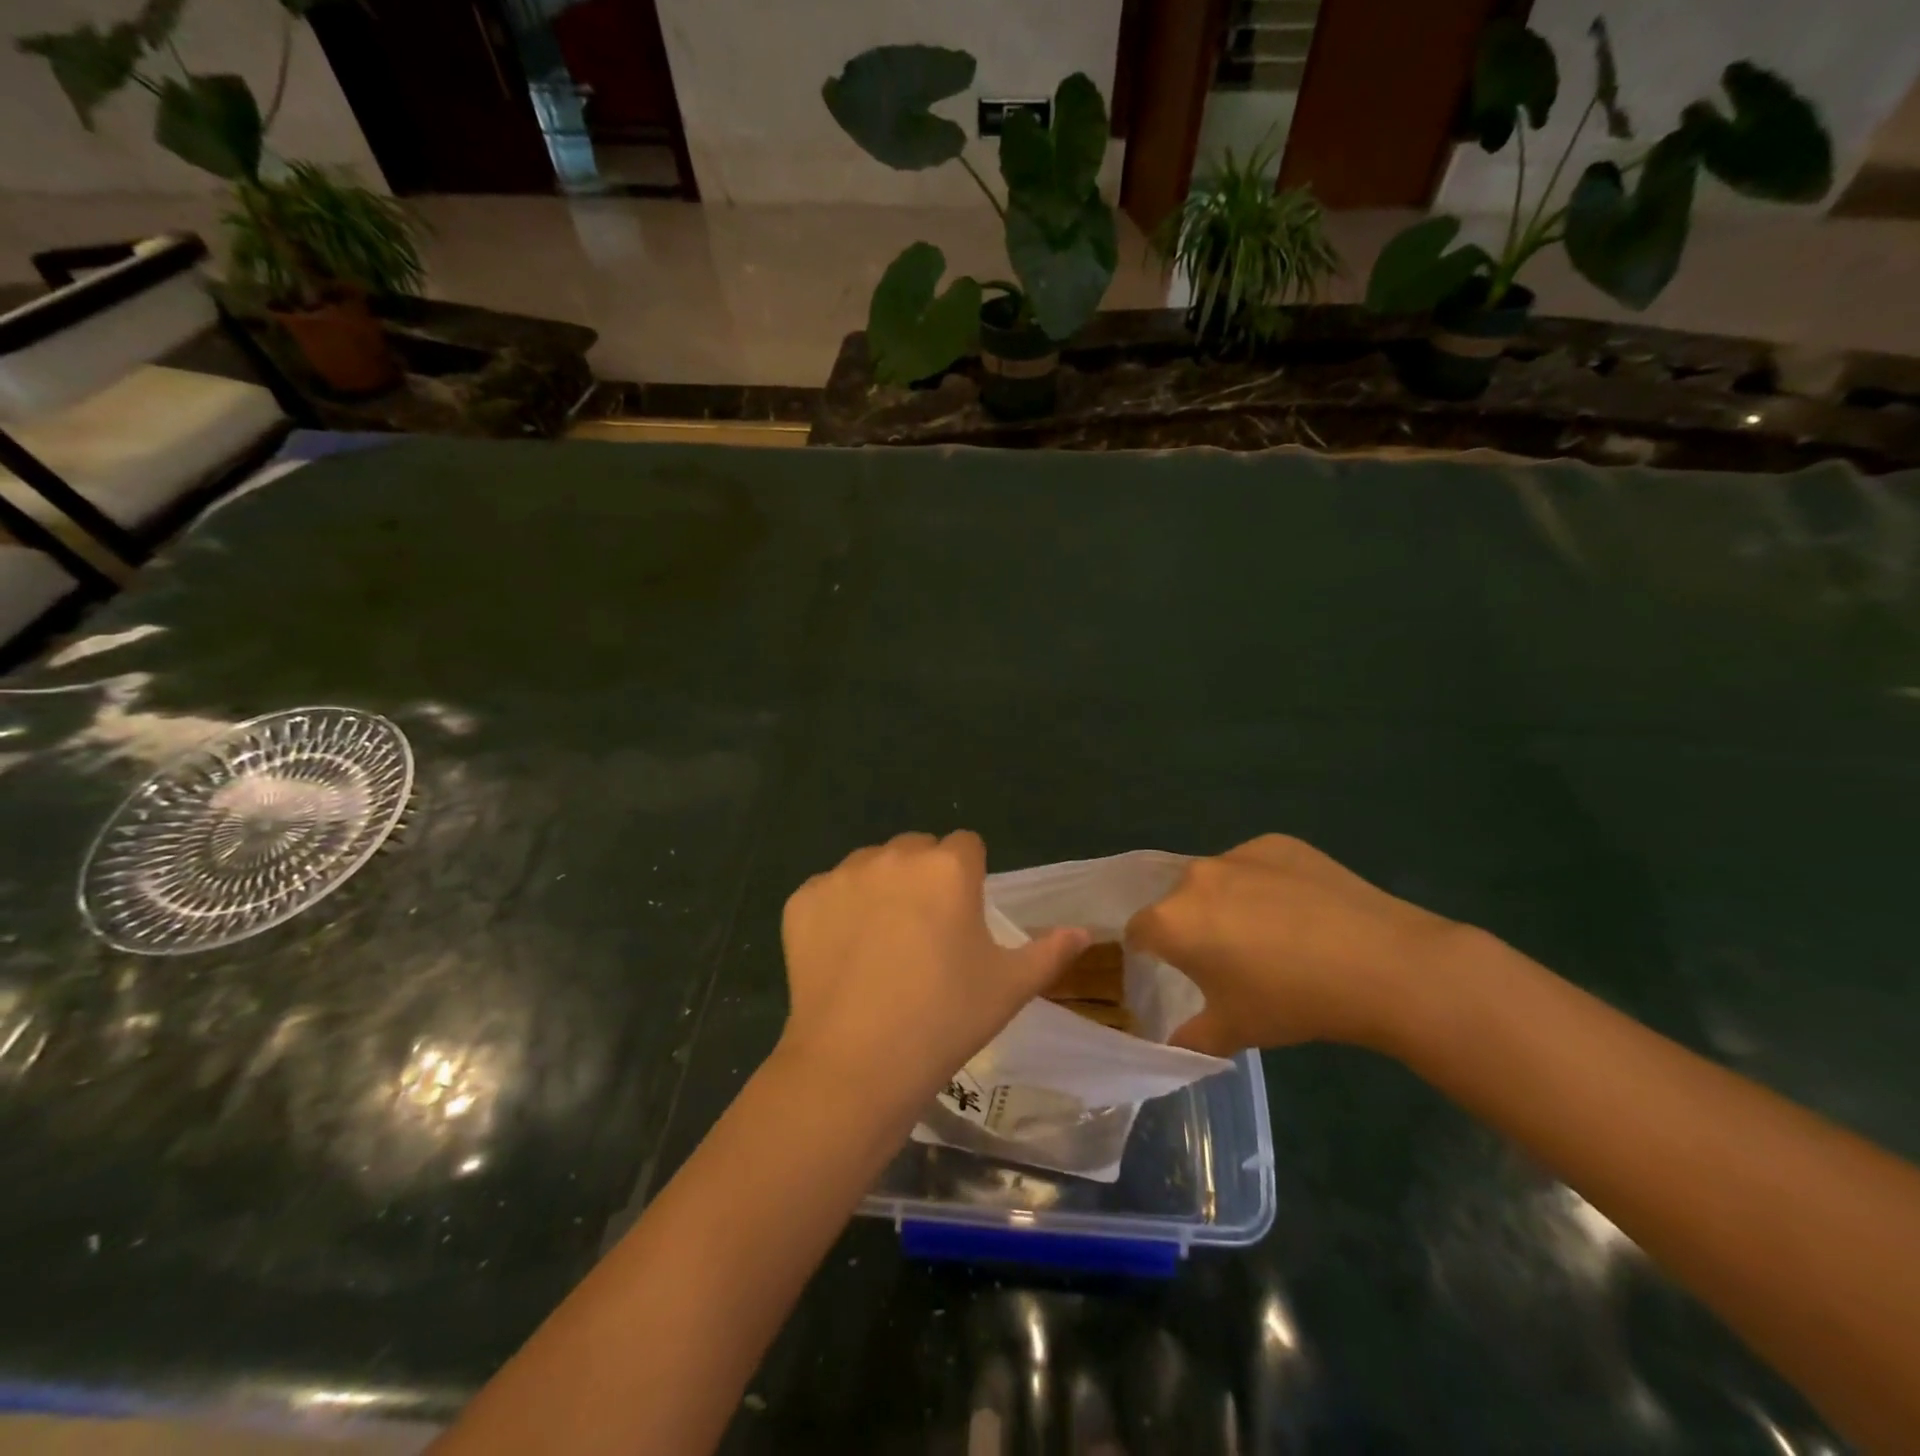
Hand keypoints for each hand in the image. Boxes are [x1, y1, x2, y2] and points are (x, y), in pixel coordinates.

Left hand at [778, 831, 1088, 1109]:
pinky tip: (841, 956)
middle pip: (916, 850)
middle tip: (923, 935)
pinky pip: (827, 892)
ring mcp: (842, 875)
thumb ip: (1050, 951)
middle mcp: (894, 856)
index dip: (969, 878)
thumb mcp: (1009, 987)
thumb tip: (1084, 932)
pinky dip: (835, 913)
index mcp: (948, 867)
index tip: (963, 919)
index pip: (966, 846)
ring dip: (879, 889)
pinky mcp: (802, 899)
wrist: (856, 1063)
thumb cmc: (945, 1019)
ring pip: (870, 866)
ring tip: (879, 946)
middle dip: (923, 878)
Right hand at [1126, 835, 1467, 1056]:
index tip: (1174, 972)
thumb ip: (1189, 1039)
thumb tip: (1171, 1043)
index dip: (1151, 953)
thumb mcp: (1234, 1033)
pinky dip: (1264, 884)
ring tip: (1271, 935)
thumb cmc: (1293, 1002)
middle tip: (1228, 959)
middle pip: (1177, 902)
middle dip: (1192, 926)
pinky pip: (1255, 865)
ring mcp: (1237, 854)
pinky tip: (1301, 912)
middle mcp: (1194, 878)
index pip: (1138, 932)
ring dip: (1227, 903)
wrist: (1381, 964)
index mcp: (1171, 921)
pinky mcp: (1276, 843)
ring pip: (1216, 881)